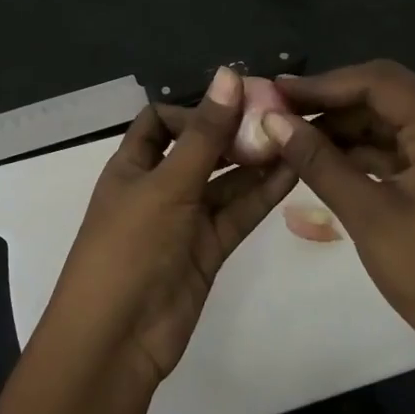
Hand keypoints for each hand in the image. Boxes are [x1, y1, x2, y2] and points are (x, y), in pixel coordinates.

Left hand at [43, 67, 296, 388]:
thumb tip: (229, 74)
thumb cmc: (130, 247)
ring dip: (254, 161)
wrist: (118, 339)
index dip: (194, 110)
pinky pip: (237, 213)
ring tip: (296, 136)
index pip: (160, 122)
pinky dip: (261, 194)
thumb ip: (204, 133)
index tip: (236, 103)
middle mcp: (158, 187)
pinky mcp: (208, 250)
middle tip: (280, 114)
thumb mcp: (166, 184)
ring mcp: (184, 220)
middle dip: (233, 132)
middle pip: (199, 150)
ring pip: (224, 182)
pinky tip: (292, 170)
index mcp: (132, 165)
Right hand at [261, 61, 414, 379]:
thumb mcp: (367, 214)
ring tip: (291, 133)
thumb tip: (272, 121)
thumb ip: (318, 161)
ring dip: (344, 125)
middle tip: (279, 110)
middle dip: (332, 101)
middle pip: (386, 94)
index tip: (278, 91)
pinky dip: (361, 149)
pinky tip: (322, 157)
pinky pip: (398, 146)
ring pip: (389, 120)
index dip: (325, 83)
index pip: (380, 82)